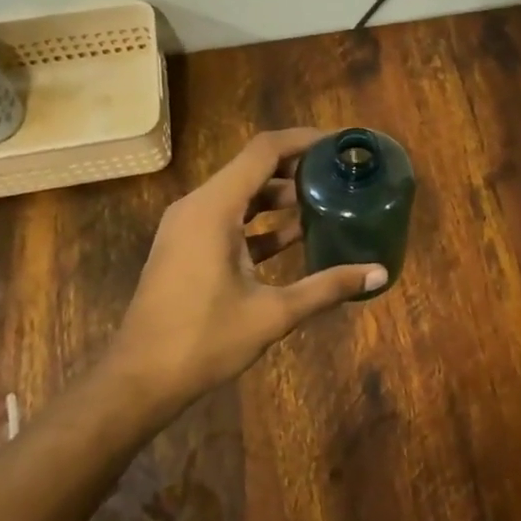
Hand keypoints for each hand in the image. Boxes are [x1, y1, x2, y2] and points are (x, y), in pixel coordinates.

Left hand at [114, 129, 387, 412]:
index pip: (263, 151)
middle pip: (252, 168)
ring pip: (240, 195)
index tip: (339, 144)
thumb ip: (327, 287)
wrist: (140, 379)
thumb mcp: (273, 313)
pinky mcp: (187, 248)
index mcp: (214, 208)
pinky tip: (295, 237)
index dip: (303, 141)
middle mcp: (197, 206)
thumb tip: (379, 273)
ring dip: (279, 197)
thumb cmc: (204, 340)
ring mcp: (188, 227)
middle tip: (340, 175)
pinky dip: (260, 222)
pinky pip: (229, 219)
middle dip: (297, 168)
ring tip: (326, 202)